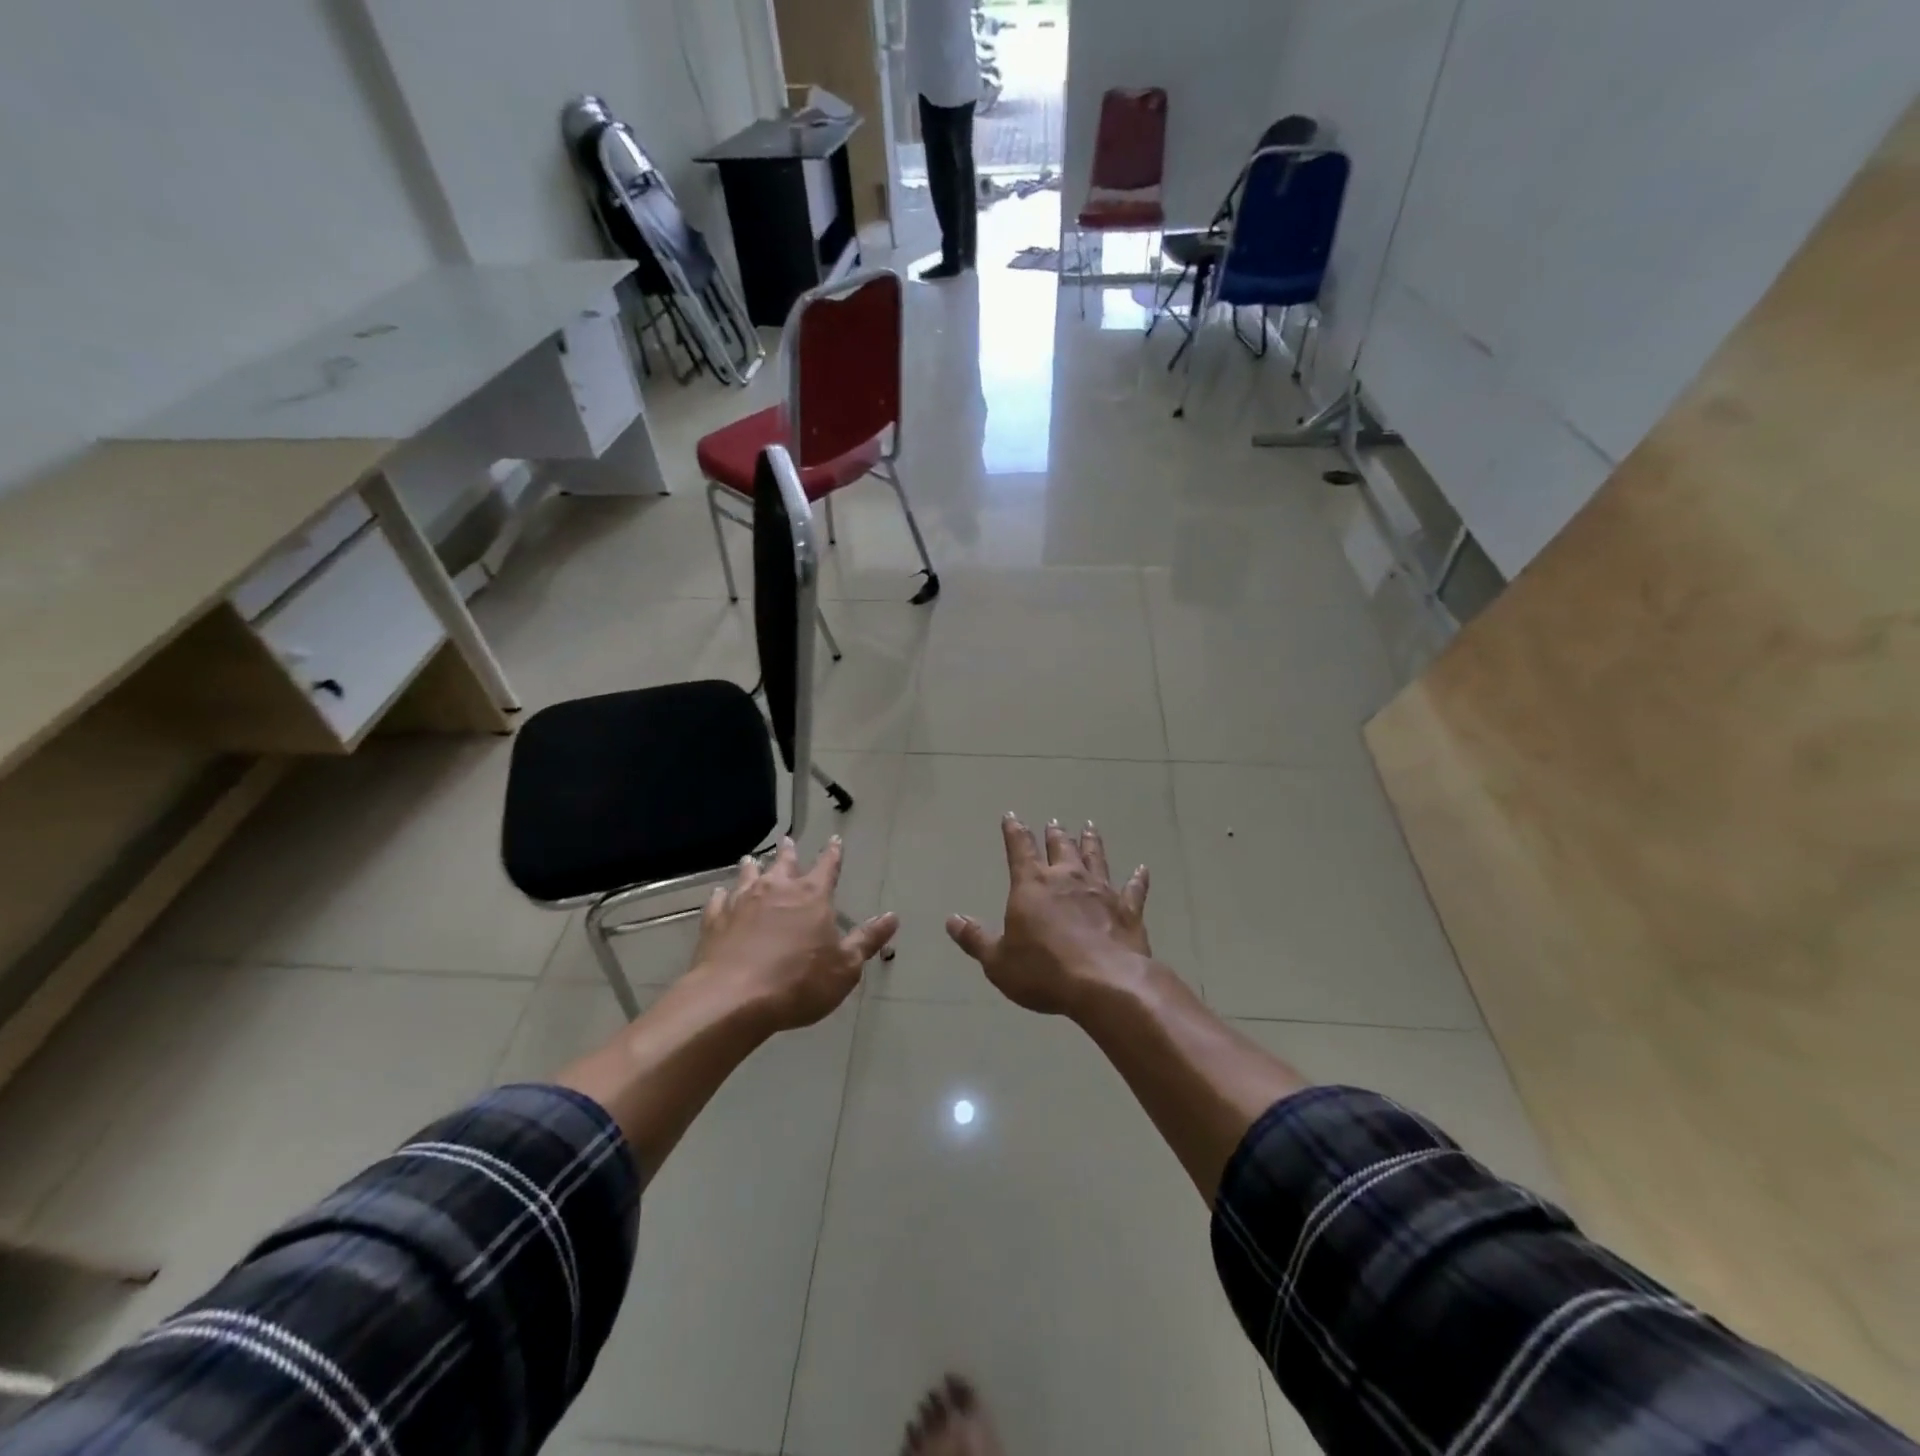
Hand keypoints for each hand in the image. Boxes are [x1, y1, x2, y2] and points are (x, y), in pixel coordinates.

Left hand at [691, 837, 897, 1032]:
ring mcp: (741, 902)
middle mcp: (777, 889)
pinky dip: (721, 895)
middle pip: (784, 863)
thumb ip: (867, 940)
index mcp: (812, 895)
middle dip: (788, 852)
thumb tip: (892, 917)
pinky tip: (719, 895)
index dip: (833, 853)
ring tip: (751, 859)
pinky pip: (718, 900)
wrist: (734, 998)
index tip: (835, 840)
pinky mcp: (715, 920)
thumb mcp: (845, 967)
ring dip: (752, 866)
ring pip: (748, 875)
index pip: (827, 866)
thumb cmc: (799, 982)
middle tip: (787, 841)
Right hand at [945, 814, 1151, 1015]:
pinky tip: (1143, 869)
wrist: (1104, 983)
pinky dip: (1137, 879)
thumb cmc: (1043, 971)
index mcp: (1032, 885)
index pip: (1019, 849)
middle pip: (1060, 848)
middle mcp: (1067, 879)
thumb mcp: (998, 961)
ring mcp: (1101, 891)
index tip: (1011, 815)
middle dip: (1054, 834)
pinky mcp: (1127, 909)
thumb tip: (952, 920)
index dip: (1014, 831)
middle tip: (1054, 823)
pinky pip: (1133, 888)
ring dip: (1091, 842)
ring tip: (1090, 827)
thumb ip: (975, 939)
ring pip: (1095, 858)